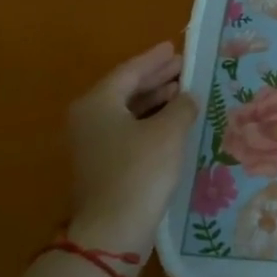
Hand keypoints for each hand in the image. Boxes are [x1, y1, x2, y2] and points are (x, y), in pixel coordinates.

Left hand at [67, 41, 199, 257]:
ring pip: (128, 111)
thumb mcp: (168, 132)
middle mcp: (89, 118)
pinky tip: (173, 124)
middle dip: (156, 78)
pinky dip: (150, 122)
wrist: (113, 229)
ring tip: (183, 92)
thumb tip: (187, 96)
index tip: (175, 47)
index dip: (155, 59)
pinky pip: (129, 131)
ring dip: (155, 101)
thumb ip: (181, 106)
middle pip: (126, 90)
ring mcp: (93, 144)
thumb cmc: (140, 171)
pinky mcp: (103, 165)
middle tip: (183, 67)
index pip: (130, 71)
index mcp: (98, 103)